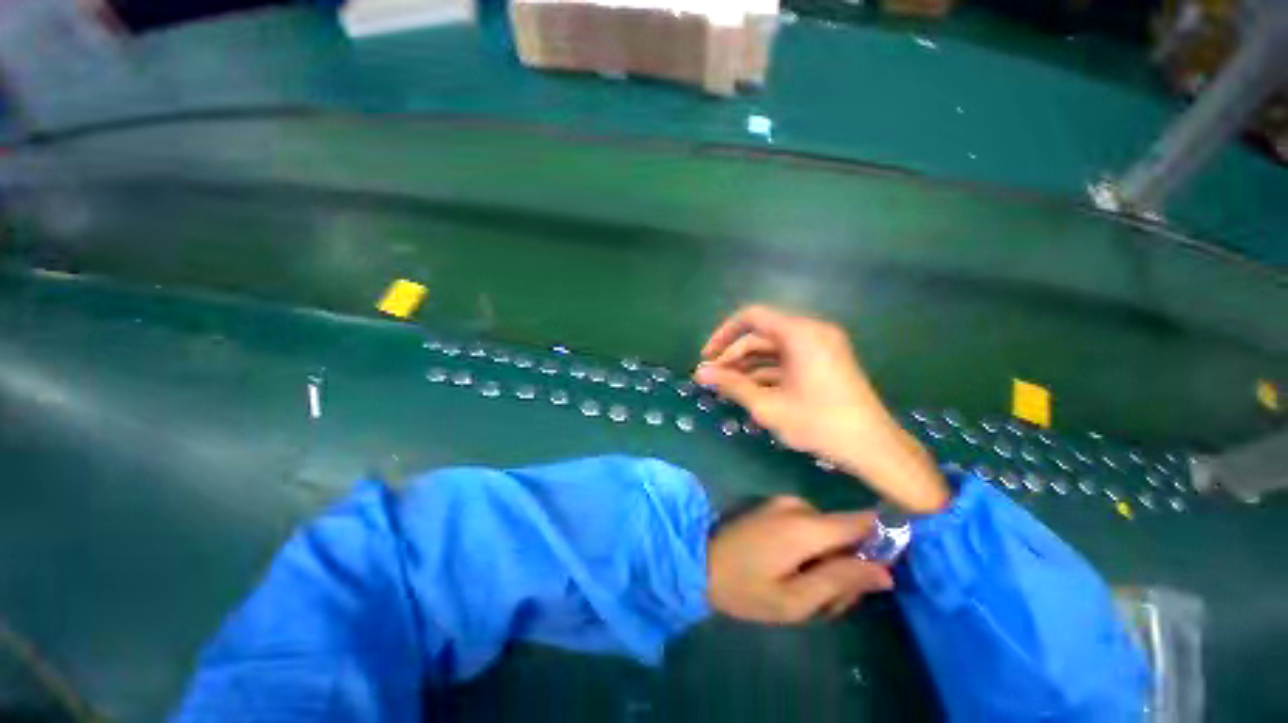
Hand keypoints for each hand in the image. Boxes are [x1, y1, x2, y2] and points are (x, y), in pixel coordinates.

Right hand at [695, 305, 949, 513]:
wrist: (874, 448)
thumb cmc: (818, 423)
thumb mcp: (768, 405)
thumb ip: (731, 385)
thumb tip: (700, 373)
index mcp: (799, 333)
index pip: (751, 317)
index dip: (723, 334)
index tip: (707, 357)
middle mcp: (811, 331)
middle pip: (761, 334)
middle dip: (734, 355)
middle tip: (714, 379)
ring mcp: (821, 346)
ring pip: (773, 348)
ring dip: (748, 365)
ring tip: (727, 387)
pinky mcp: (825, 361)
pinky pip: (788, 359)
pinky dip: (767, 371)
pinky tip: (750, 390)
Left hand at [707, 496, 892, 622]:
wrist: (700, 561)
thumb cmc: (745, 588)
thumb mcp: (796, 600)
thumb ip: (840, 581)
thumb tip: (885, 571)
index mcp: (806, 526)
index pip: (863, 521)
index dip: (884, 540)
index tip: (886, 570)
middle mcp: (799, 505)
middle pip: (846, 533)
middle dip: (848, 567)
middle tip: (827, 602)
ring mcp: (785, 503)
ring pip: (829, 533)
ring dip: (828, 561)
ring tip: (805, 591)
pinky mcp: (776, 507)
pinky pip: (810, 526)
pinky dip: (812, 549)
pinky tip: (793, 571)